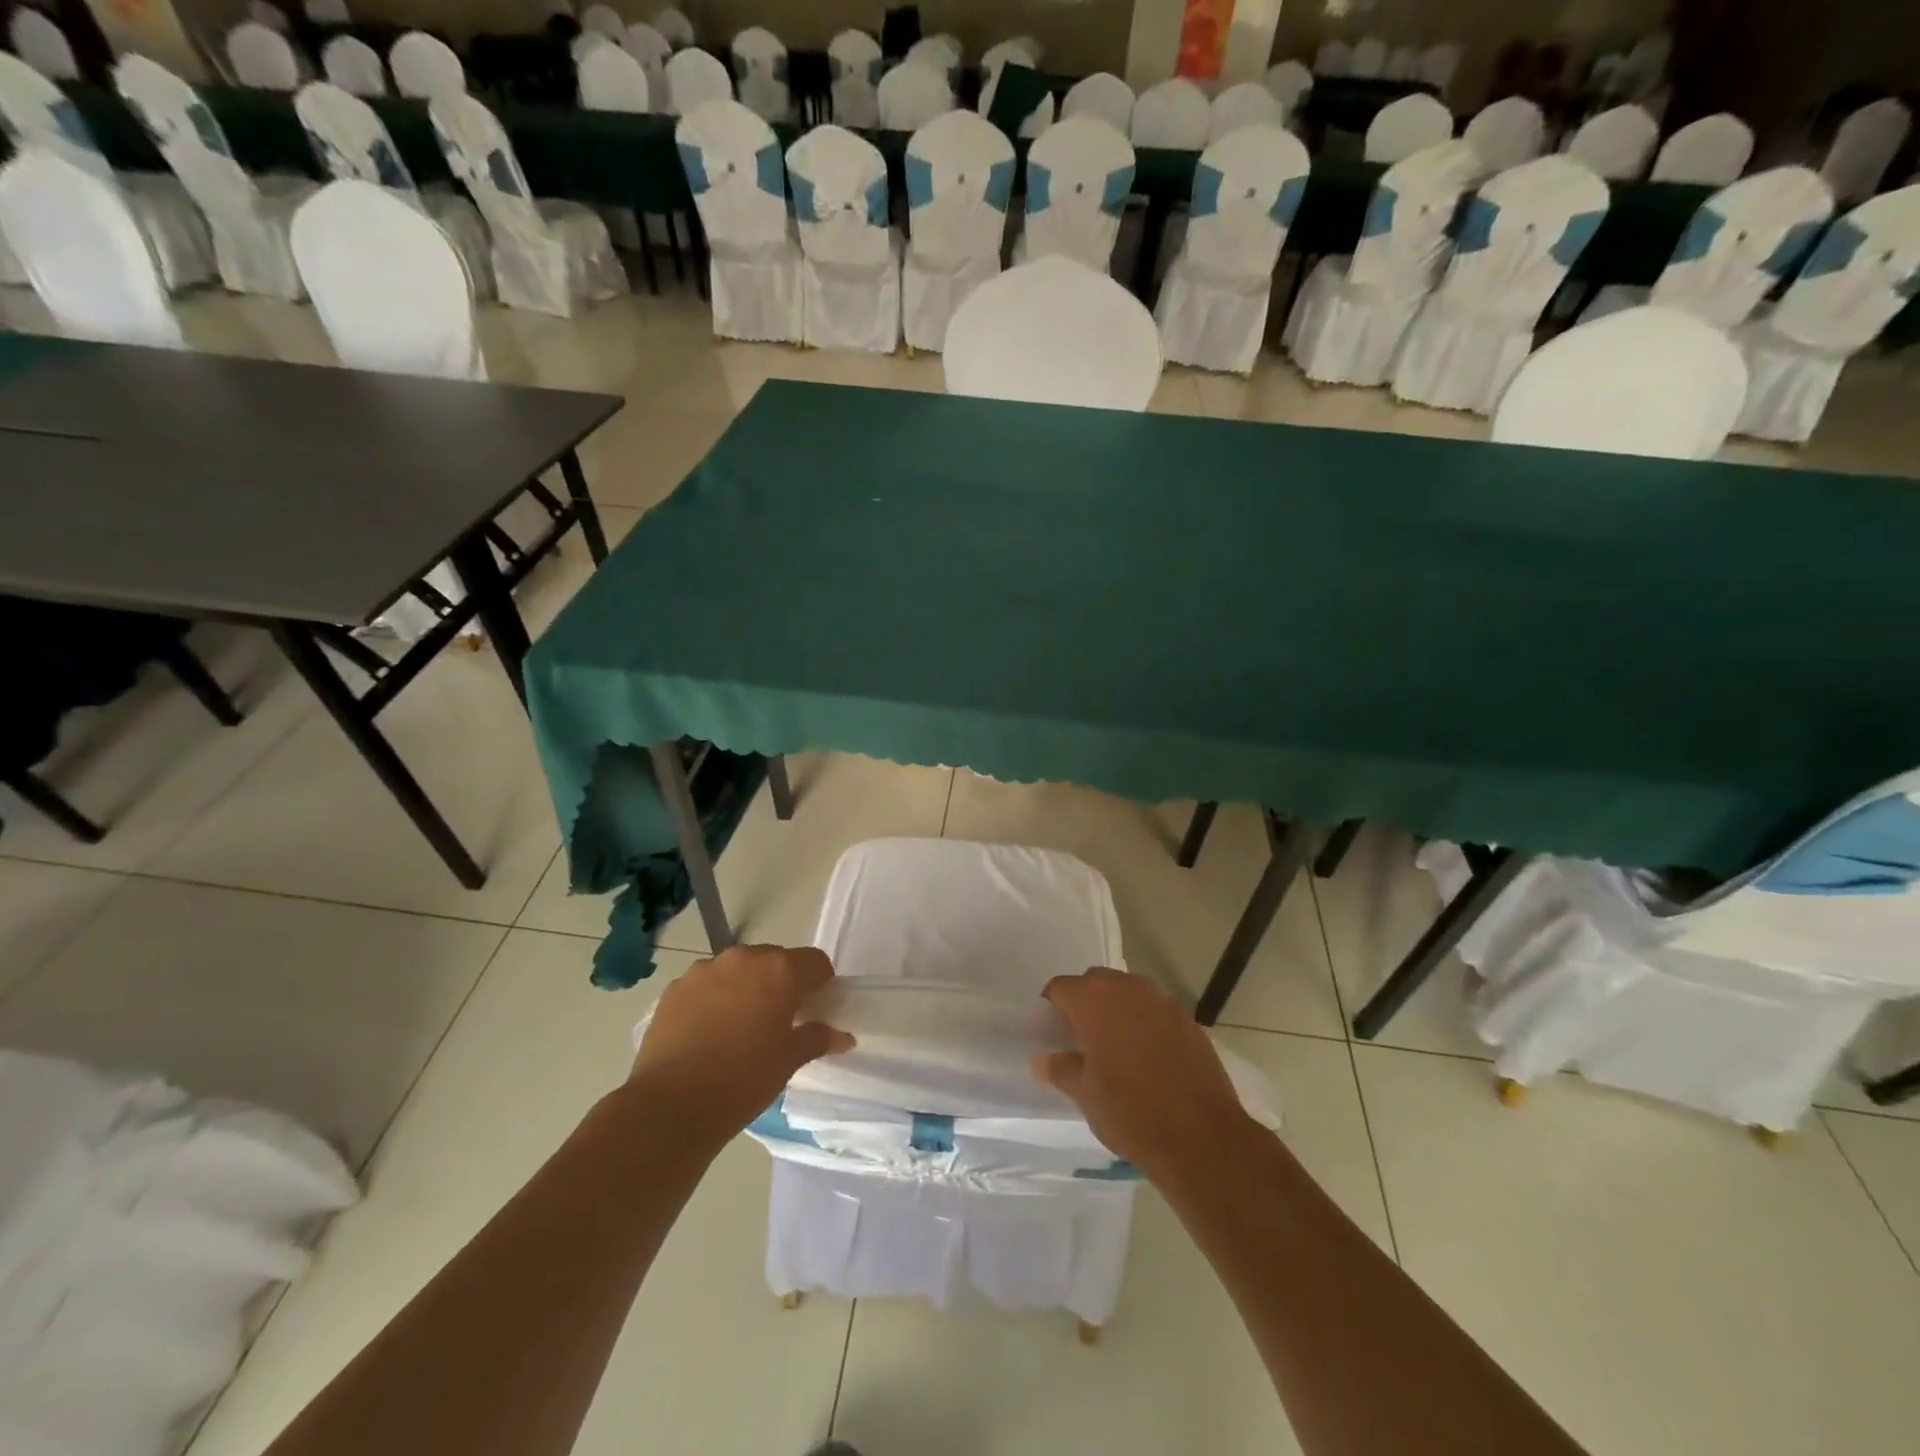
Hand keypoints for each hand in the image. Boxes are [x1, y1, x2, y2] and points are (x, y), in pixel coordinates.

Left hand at [630, 944, 853, 1143]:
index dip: (820, 982)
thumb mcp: (788, 1061)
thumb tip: (842, 1036)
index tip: (816, 1007)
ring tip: (739, 1026)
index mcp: (779, 970)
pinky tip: (709, 1032)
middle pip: (774, 960)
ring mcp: (704, 970)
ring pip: (737, 970)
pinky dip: (714, 998)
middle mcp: (743, 958)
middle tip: (779, 1019)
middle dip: (781, 983)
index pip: (814, 961)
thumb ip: (817, 1038)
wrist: (670, 1105)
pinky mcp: (674, 988)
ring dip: (746, 987)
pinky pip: (706, 984)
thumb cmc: (743, 1080)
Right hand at [1034, 968, 1255, 1179]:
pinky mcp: (1188, 1019)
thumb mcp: (1085, 1095)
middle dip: (1085, 1003)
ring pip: (1128, 993)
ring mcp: (1162, 1000)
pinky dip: (1145, 1023)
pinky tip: (1149, 1056)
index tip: (1052, 1033)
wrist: (1201, 1137)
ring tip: (1116, 1047)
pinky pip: (1155, 1010)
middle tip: (1082, 1039)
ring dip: (1117, 1010)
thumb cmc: (1131, 1112)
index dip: (1052, 1007)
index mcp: (1094, 1000)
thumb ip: (1060, 1069)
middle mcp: (1128, 988)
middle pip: (1095, 982)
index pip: (1060, 987)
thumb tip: (1042, 1060)